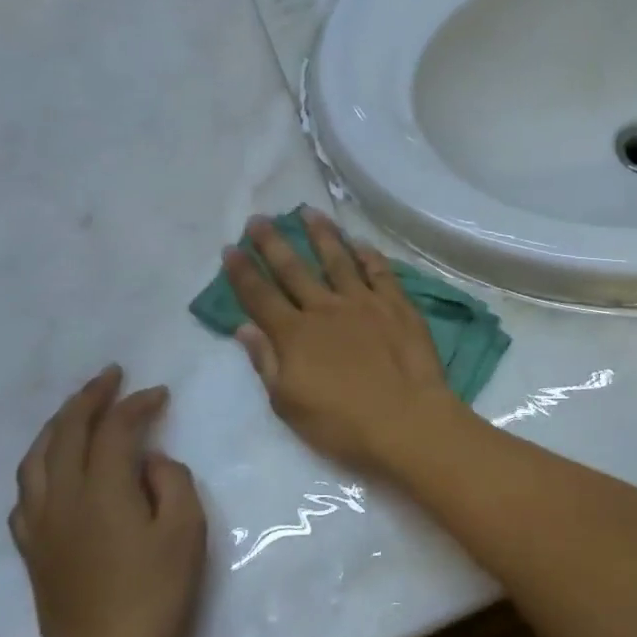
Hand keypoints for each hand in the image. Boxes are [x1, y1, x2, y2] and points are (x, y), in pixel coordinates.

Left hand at [10, 366, 205, 636]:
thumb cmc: (157, 593)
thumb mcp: (186, 529)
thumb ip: (170, 480)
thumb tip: (148, 462)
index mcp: (102, 490)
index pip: (114, 429)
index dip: (136, 404)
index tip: (160, 394)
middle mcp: (63, 499)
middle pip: (66, 433)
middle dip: (89, 399)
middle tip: (111, 377)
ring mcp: (41, 527)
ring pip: (36, 460)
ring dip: (57, 426)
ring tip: (77, 411)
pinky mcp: (32, 553)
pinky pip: (25, 495)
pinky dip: (39, 467)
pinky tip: (52, 470)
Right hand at [224, 211, 461, 471]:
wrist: (405, 420)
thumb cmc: (342, 423)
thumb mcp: (289, 404)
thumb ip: (266, 361)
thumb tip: (244, 327)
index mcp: (294, 334)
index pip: (260, 296)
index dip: (242, 272)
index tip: (230, 249)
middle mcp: (325, 309)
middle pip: (293, 269)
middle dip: (273, 243)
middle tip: (259, 219)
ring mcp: (363, 302)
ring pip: (337, 259)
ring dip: (321, 234)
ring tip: (308, 212)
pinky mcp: (396, 304)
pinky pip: (379, 271)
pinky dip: (368, 254)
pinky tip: (360, 242)